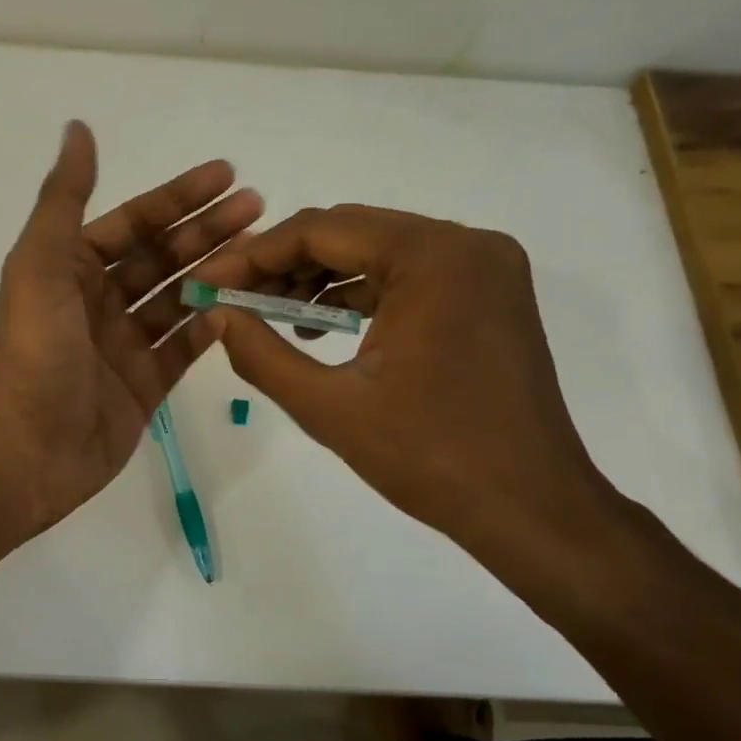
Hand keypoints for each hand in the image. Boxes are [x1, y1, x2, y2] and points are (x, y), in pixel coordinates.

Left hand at [0, 122, 261, 534]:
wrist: (29, 448)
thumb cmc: (36, 350)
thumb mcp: (42, 263)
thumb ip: (64, 197)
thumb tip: (78, 128)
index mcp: (71, 268)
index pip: (134, 222)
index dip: (178, 196)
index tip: (227, 174)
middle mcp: (98, 301)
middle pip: (162, 257)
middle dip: (207, 229)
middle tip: (258, 207)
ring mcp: (123, 345)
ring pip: (178, 299)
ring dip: (216, 273)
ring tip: (261, 253)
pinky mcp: (144, 385)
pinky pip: (183, 349)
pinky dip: (210, 327)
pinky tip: (243, 307)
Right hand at [190, 205, 620, 559]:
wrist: (532, 509)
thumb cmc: (430, 458)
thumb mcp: (329, 407)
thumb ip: (260, 354)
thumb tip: (215, 313)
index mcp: (433, 256)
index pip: (321, 230)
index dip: (254, 255)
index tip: (208, 281)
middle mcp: (466, 244)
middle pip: (351, 232)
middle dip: (284, 264)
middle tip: (232, 297)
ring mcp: (485, 267)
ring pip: (378, 251)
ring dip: (320, 279)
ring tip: (267, 314)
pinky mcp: (489, 294)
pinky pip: (409, 275)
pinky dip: (361, 294)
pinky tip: (321, 328)